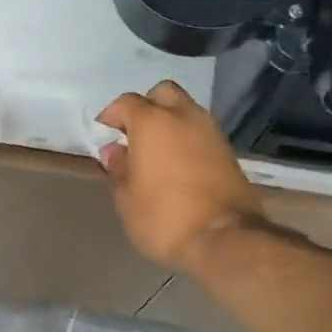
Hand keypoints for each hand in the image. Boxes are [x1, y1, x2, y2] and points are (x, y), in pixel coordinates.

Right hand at [97, 81, 266, 272]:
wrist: (225, 239)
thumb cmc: (164, 217)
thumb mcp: (127, 198)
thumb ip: (119, 168)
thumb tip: (115, 151)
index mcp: (152, 122)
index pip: (127, 102)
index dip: (112, 115)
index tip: (104, 133)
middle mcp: (184, 117)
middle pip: (163, 93)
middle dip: (146, 106)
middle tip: (134, 133)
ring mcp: (211, 132)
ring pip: (186, 110)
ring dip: (170, 121)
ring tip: (156, 150)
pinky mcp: (228, 151)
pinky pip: (201, 132)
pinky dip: (187, 138)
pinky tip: (177, 163)